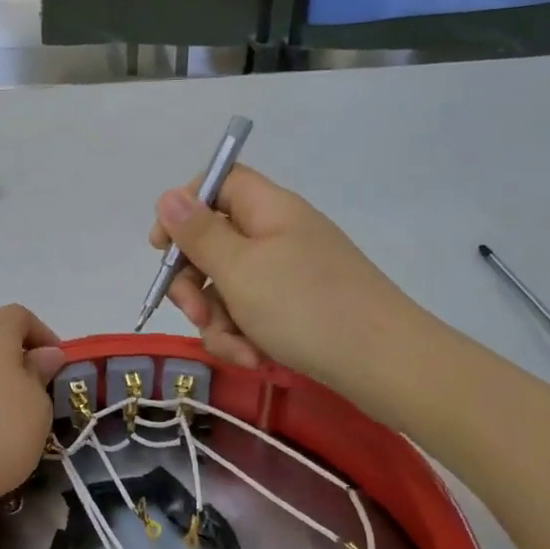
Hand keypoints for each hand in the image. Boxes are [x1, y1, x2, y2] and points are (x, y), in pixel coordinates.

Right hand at [149, 166, 438, 418]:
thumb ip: (198, 233)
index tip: (162, 248)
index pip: (217, 183)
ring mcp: (290, 273)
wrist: (388, 365)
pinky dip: (244, 336)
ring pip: (228, 286)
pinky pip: (252, 313)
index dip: (183, 208)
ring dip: (219, 320)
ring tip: (237, 350)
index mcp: (268, 210)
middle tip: (196, 313)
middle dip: (194, 282)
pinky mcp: (298, 308)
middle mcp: (278, 235)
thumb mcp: (240, 269)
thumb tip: (169, 195)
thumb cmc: (306, 308)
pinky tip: (253, 359)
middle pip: (213, 242)